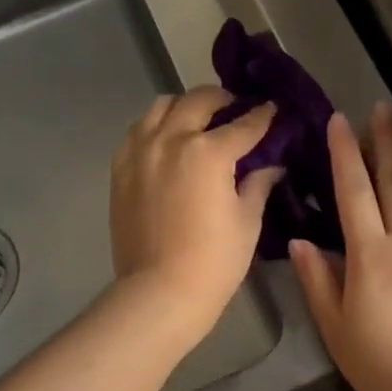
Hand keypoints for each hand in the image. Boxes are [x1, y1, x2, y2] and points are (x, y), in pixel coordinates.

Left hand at [110, 87, 281, 341]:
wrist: (160, 292)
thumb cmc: (215, 261)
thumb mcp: (247, 221)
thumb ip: (258, 183)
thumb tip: (271, 165)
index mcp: (208, 152)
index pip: (244, 125)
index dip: (262, 116)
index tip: (271, 109)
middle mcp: (171, 140)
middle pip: (198, 100)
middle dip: (221, 99)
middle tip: (234, 108)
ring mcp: (140, 152)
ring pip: (161, 106)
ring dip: (183, 106)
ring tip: (196, 120)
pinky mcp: (120, 169)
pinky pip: (138, 131)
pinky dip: (156, 127)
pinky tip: (166, 142)